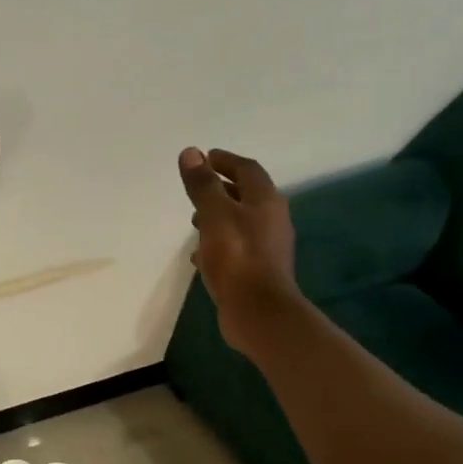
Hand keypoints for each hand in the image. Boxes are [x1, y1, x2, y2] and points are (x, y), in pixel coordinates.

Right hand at [179, 146, 300, 354]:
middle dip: (221, 189)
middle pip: (246, 195)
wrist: (258, 311)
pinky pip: (236, 247)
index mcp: (265, 201)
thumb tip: (191, 153)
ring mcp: (266, 247)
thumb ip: (202, 185)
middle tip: (197, 189)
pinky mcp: (257, 270)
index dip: (225, 161)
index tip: (204, 158)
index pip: (247, 169)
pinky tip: (200, 255)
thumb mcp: (215, 216)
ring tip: (194, 221)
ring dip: (219, 217)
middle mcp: (271, 220)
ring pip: (240, 222)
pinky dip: (218, 243)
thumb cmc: (237, 258)